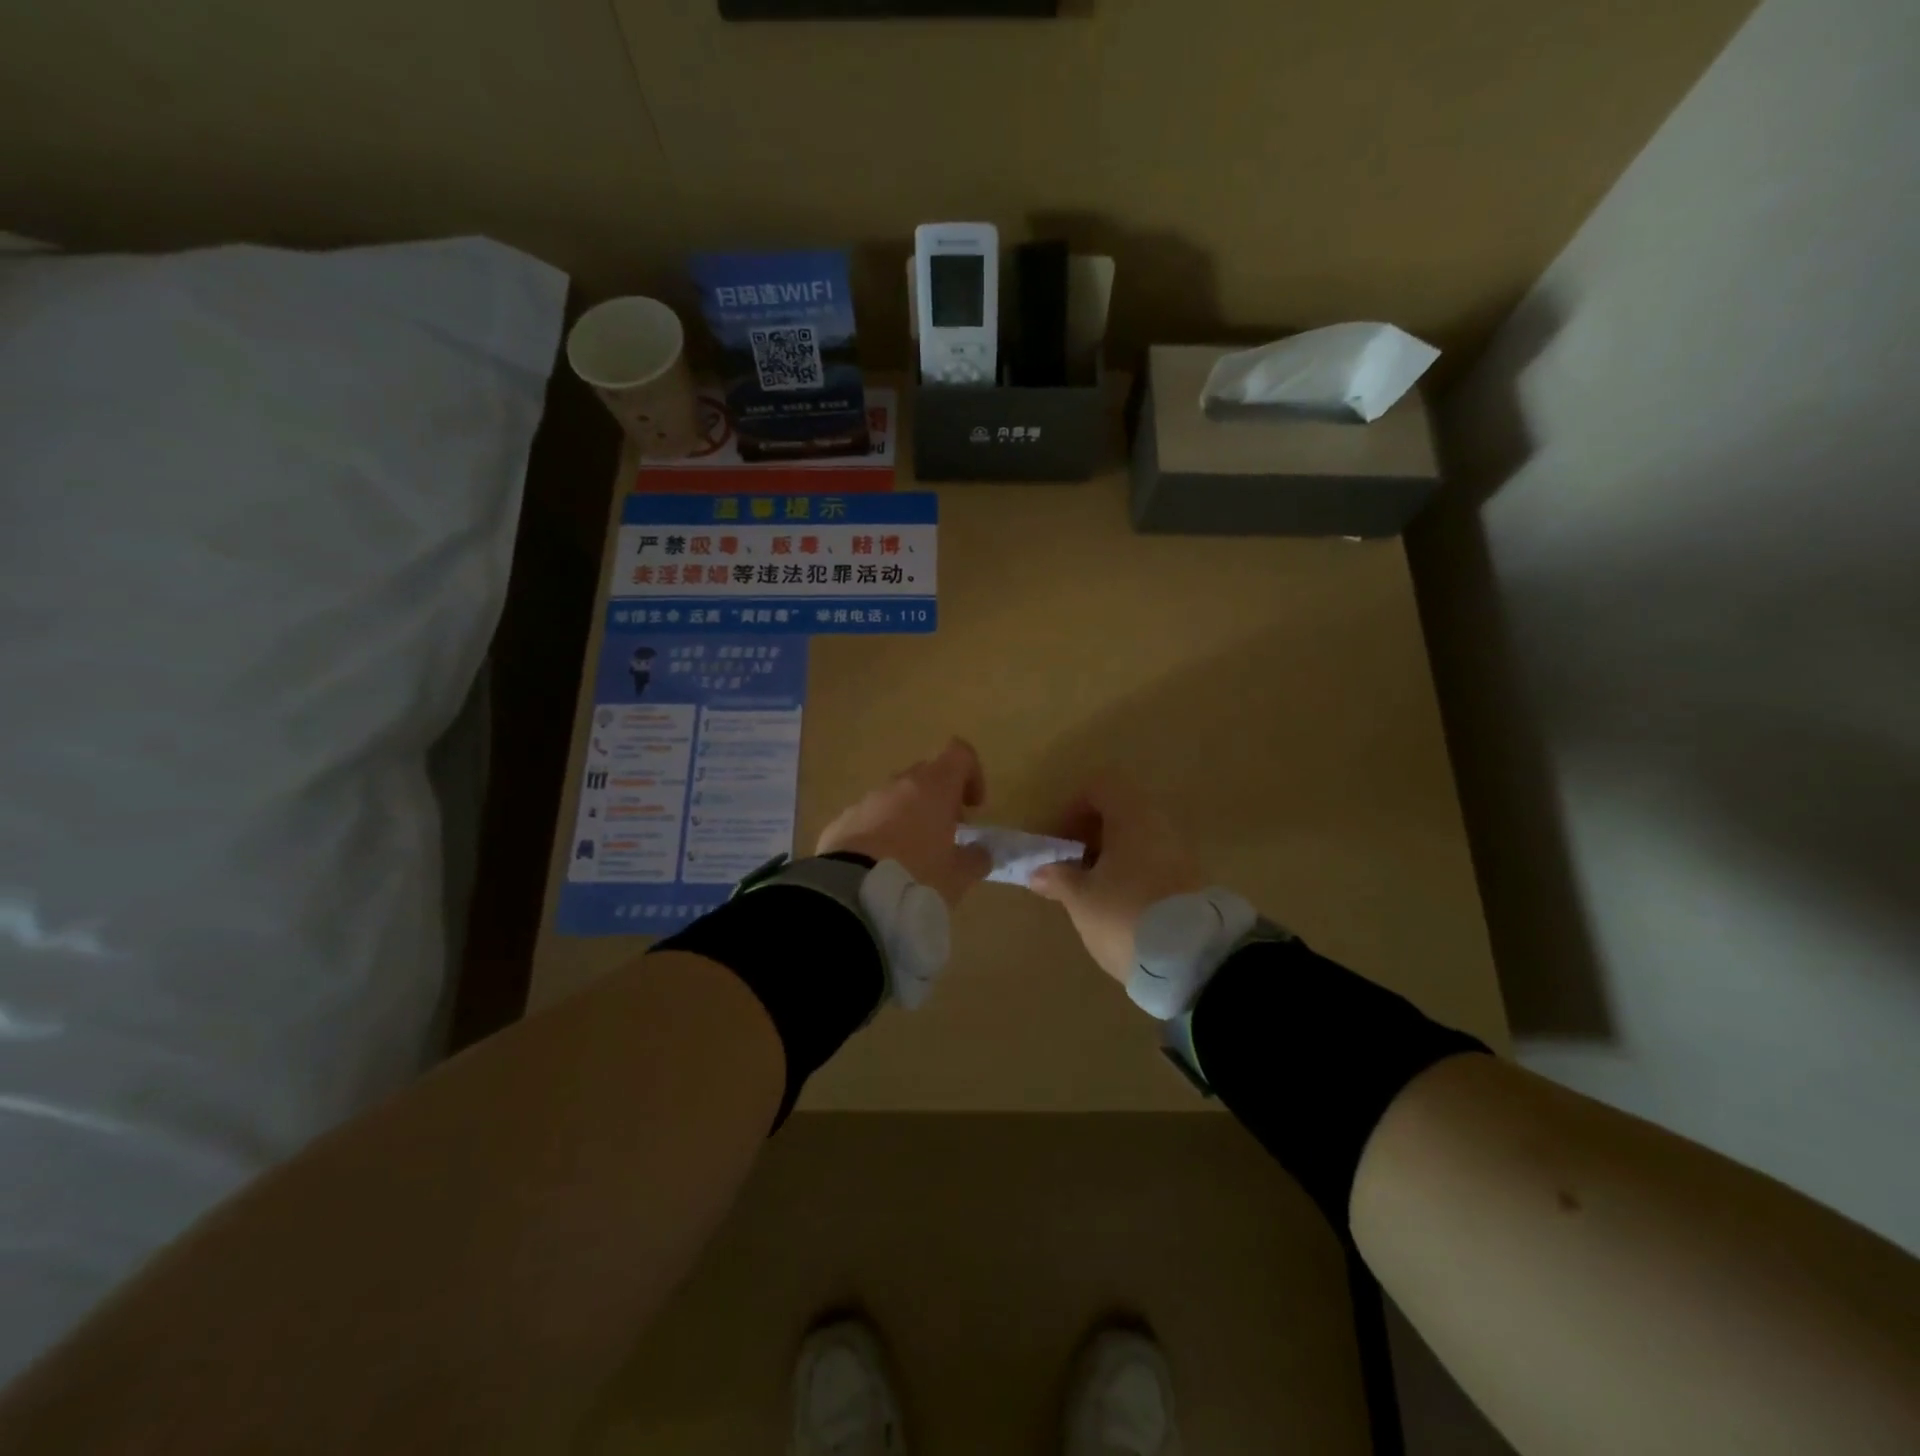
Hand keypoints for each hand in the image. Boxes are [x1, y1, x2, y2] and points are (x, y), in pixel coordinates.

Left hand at [817, 738, 993, 908]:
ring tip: (911, 857)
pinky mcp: (842, 821)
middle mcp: (899, 785)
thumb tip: (981, 852)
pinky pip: (869, 818)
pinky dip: (880, 833)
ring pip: (895, 798)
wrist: (851, 894)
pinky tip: (880, 866)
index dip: (972, 774)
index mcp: (934, 788)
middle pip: (927, 775)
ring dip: (908, 816)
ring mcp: (866, 801)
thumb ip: (975, 859)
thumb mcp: (958, 877)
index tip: (974, 807)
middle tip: (946, 835)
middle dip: (940, 799)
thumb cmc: (916, 877)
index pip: (959, 754)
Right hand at [1029, 777, 1205, 982]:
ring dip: (1111, 858)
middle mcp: (1160, 825)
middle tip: (1070, 866)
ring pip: (1137, 841)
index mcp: (1132, 817)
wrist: (1193, 959)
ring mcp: (1181, 853)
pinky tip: (1117, 905)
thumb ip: (1058, 878)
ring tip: (1090, 891)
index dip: (1072, 809)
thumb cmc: (1125, 915)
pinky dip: (1131, 874)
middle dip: (1090, 836)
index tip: (1057, 841)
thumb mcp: (1081, 899)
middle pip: (1119, 814)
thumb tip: (1039, 871)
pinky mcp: (1191, 882)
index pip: (1100, 788)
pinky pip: (1153, 863)